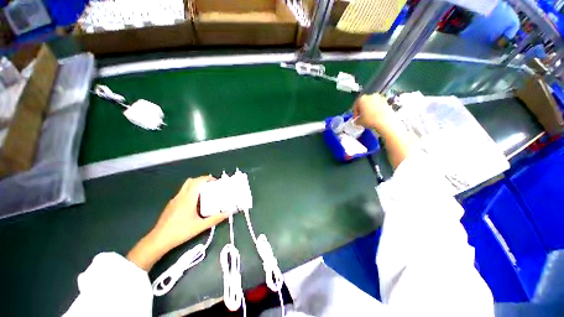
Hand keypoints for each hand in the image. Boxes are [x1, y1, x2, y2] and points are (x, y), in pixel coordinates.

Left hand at [127, 176, 226, 270]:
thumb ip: (215, 219)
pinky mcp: (171, 205)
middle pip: (191, 181)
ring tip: (204, 194)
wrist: (158, 240)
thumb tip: (228, 213)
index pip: (197, 181)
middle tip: (210, 186)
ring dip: (195, 186)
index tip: (215, 181)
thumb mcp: (200, 226)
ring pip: (185, 186)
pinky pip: (182, 193)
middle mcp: (180, 196)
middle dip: (201, 180)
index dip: (207, 178)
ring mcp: (174, 200)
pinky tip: (194, 204)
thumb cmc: (180, 232)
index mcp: (188, 198)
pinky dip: (190, 192)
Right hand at [352, 93, 398, 135]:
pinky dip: (376, 109)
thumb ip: (356, 120)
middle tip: (362, 117)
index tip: (355, 119)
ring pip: (371, 103)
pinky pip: (378, 105)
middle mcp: (370, 96)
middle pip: (363, 103)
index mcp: (361, 99)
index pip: (355, 106)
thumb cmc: (369, 120)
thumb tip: (357, 120)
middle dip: (362, 110)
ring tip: (369, 117)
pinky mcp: (386, 101)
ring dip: (369, 109)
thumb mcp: (359, 122)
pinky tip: (375, 116)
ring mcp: (379, 97)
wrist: (385, 121)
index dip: (354, 113)